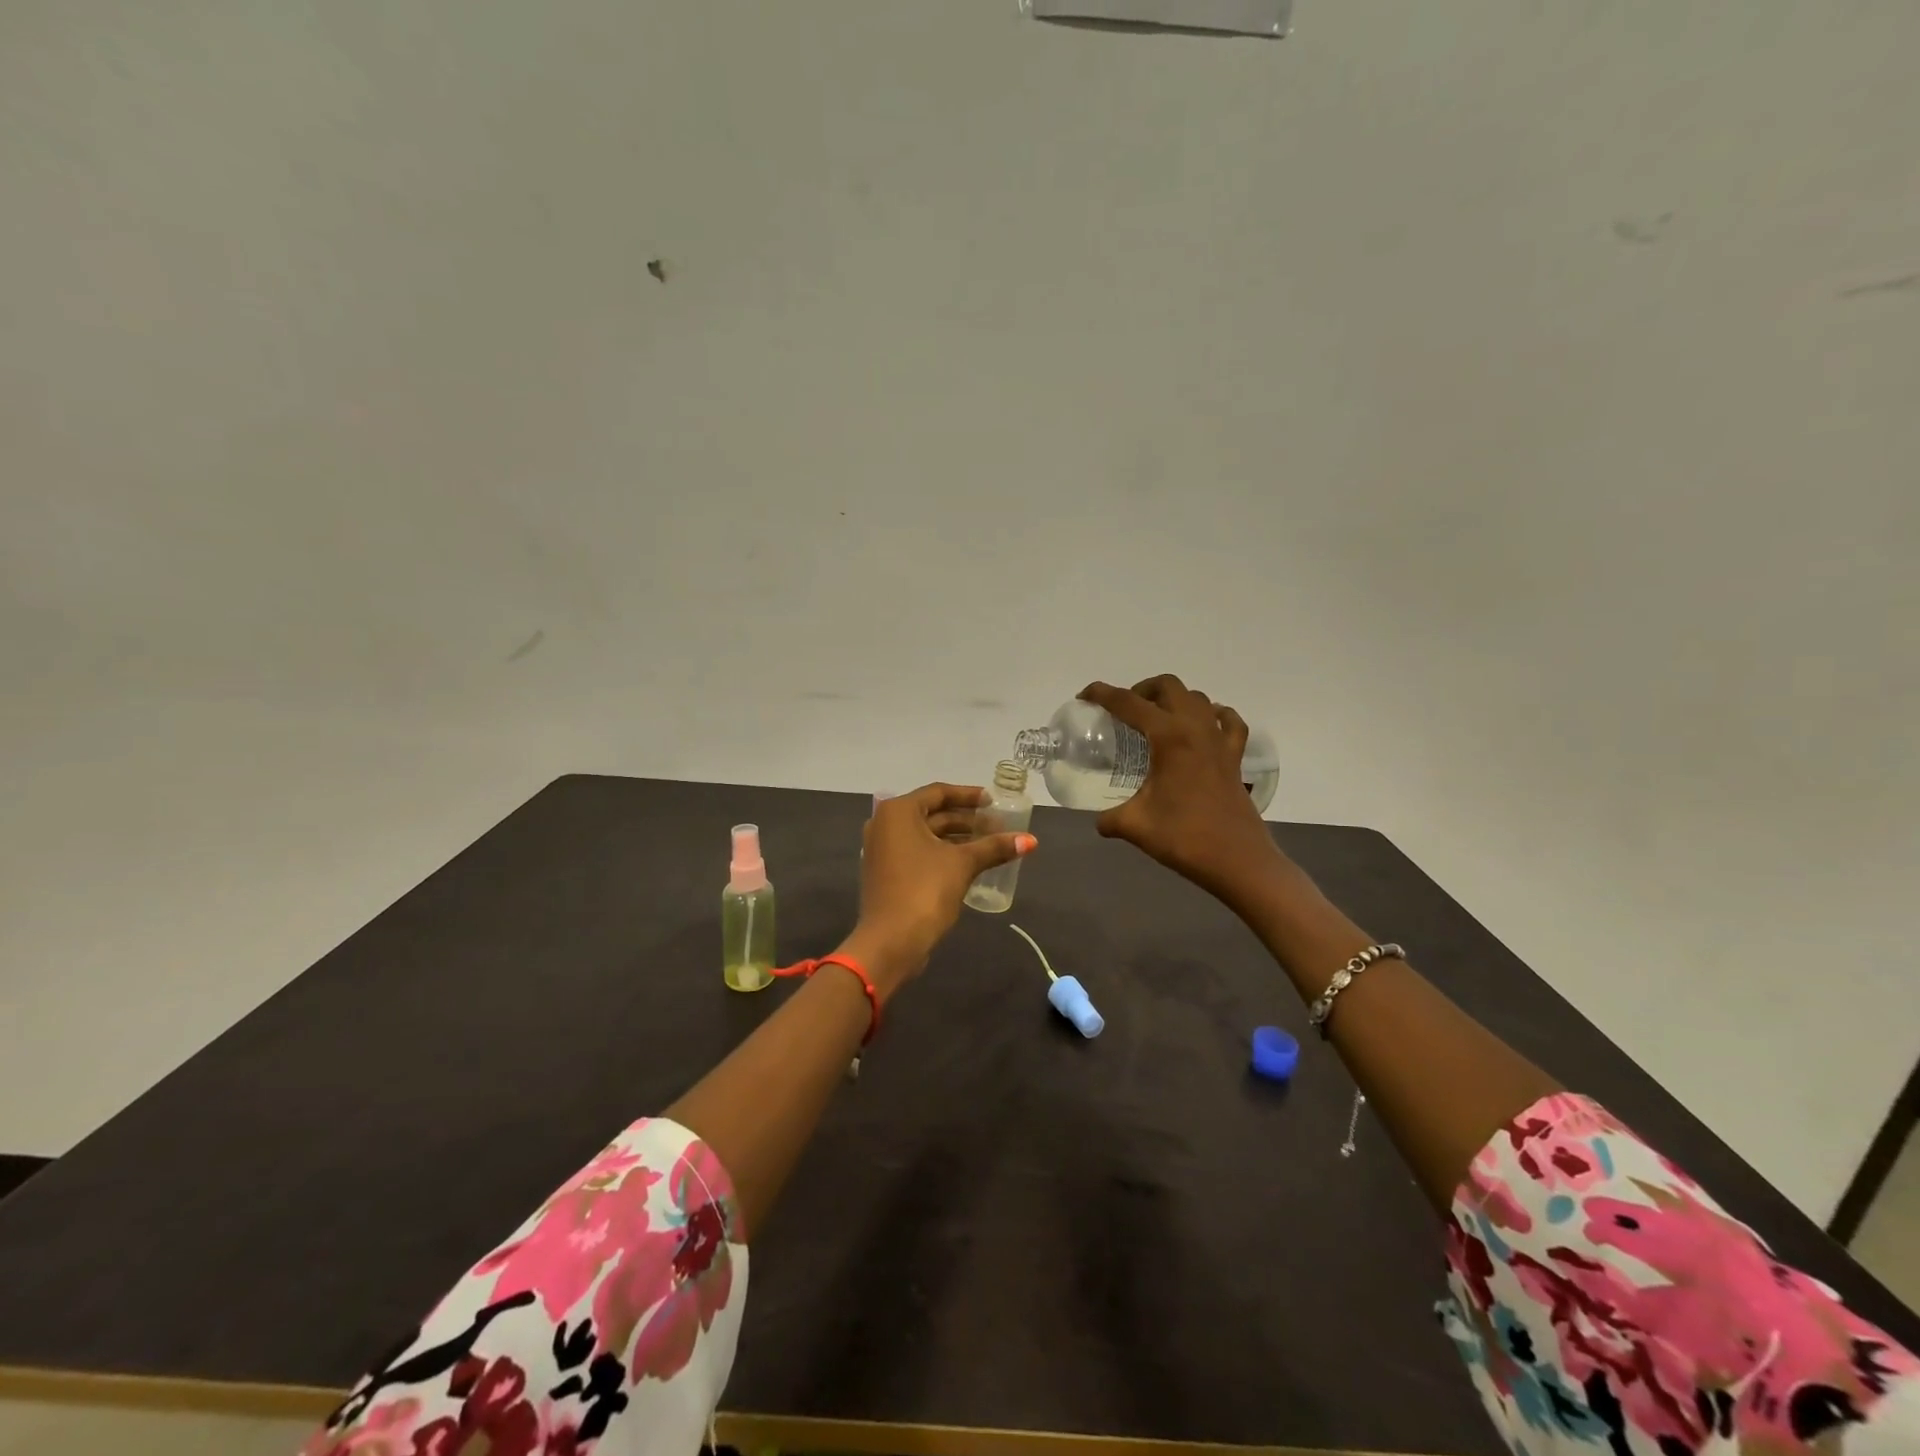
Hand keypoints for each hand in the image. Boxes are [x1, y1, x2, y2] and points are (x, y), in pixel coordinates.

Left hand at [844, 782, 1036, 993]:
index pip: (939, 792)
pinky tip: (969, 863)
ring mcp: (882, 850)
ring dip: (957, 837)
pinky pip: (918, 852)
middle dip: (967, 819)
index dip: (969, 796)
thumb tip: (1031, 841)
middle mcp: (885, 824)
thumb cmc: (924, 891)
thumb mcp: (963, 864)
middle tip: (998, 826)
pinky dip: (943, 853)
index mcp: (898, 812)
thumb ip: (994, 847)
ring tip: (990, 844)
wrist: (890, 942)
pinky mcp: (887, 872)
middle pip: (932, 813)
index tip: (994, 802)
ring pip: (926, 835)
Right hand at [1080, 675, 1283, 903]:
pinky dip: (1213, 716)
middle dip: (1141, 689)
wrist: (1238, 861)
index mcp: (1169, 737)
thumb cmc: (1184, 837)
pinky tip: (1202, 728)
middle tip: (1123, 711)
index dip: (1102, 694)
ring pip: (1197, 698)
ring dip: (1174, 700)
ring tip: (1155, 720)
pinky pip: (1228, 722)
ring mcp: (1220, 741)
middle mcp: (1196, 728)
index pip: (1129, 703)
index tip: (1084, 697)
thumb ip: (1111, 818)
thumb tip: (1099, 821)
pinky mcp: (1235, 758)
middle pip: (1168, 686)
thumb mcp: (1135, 825)